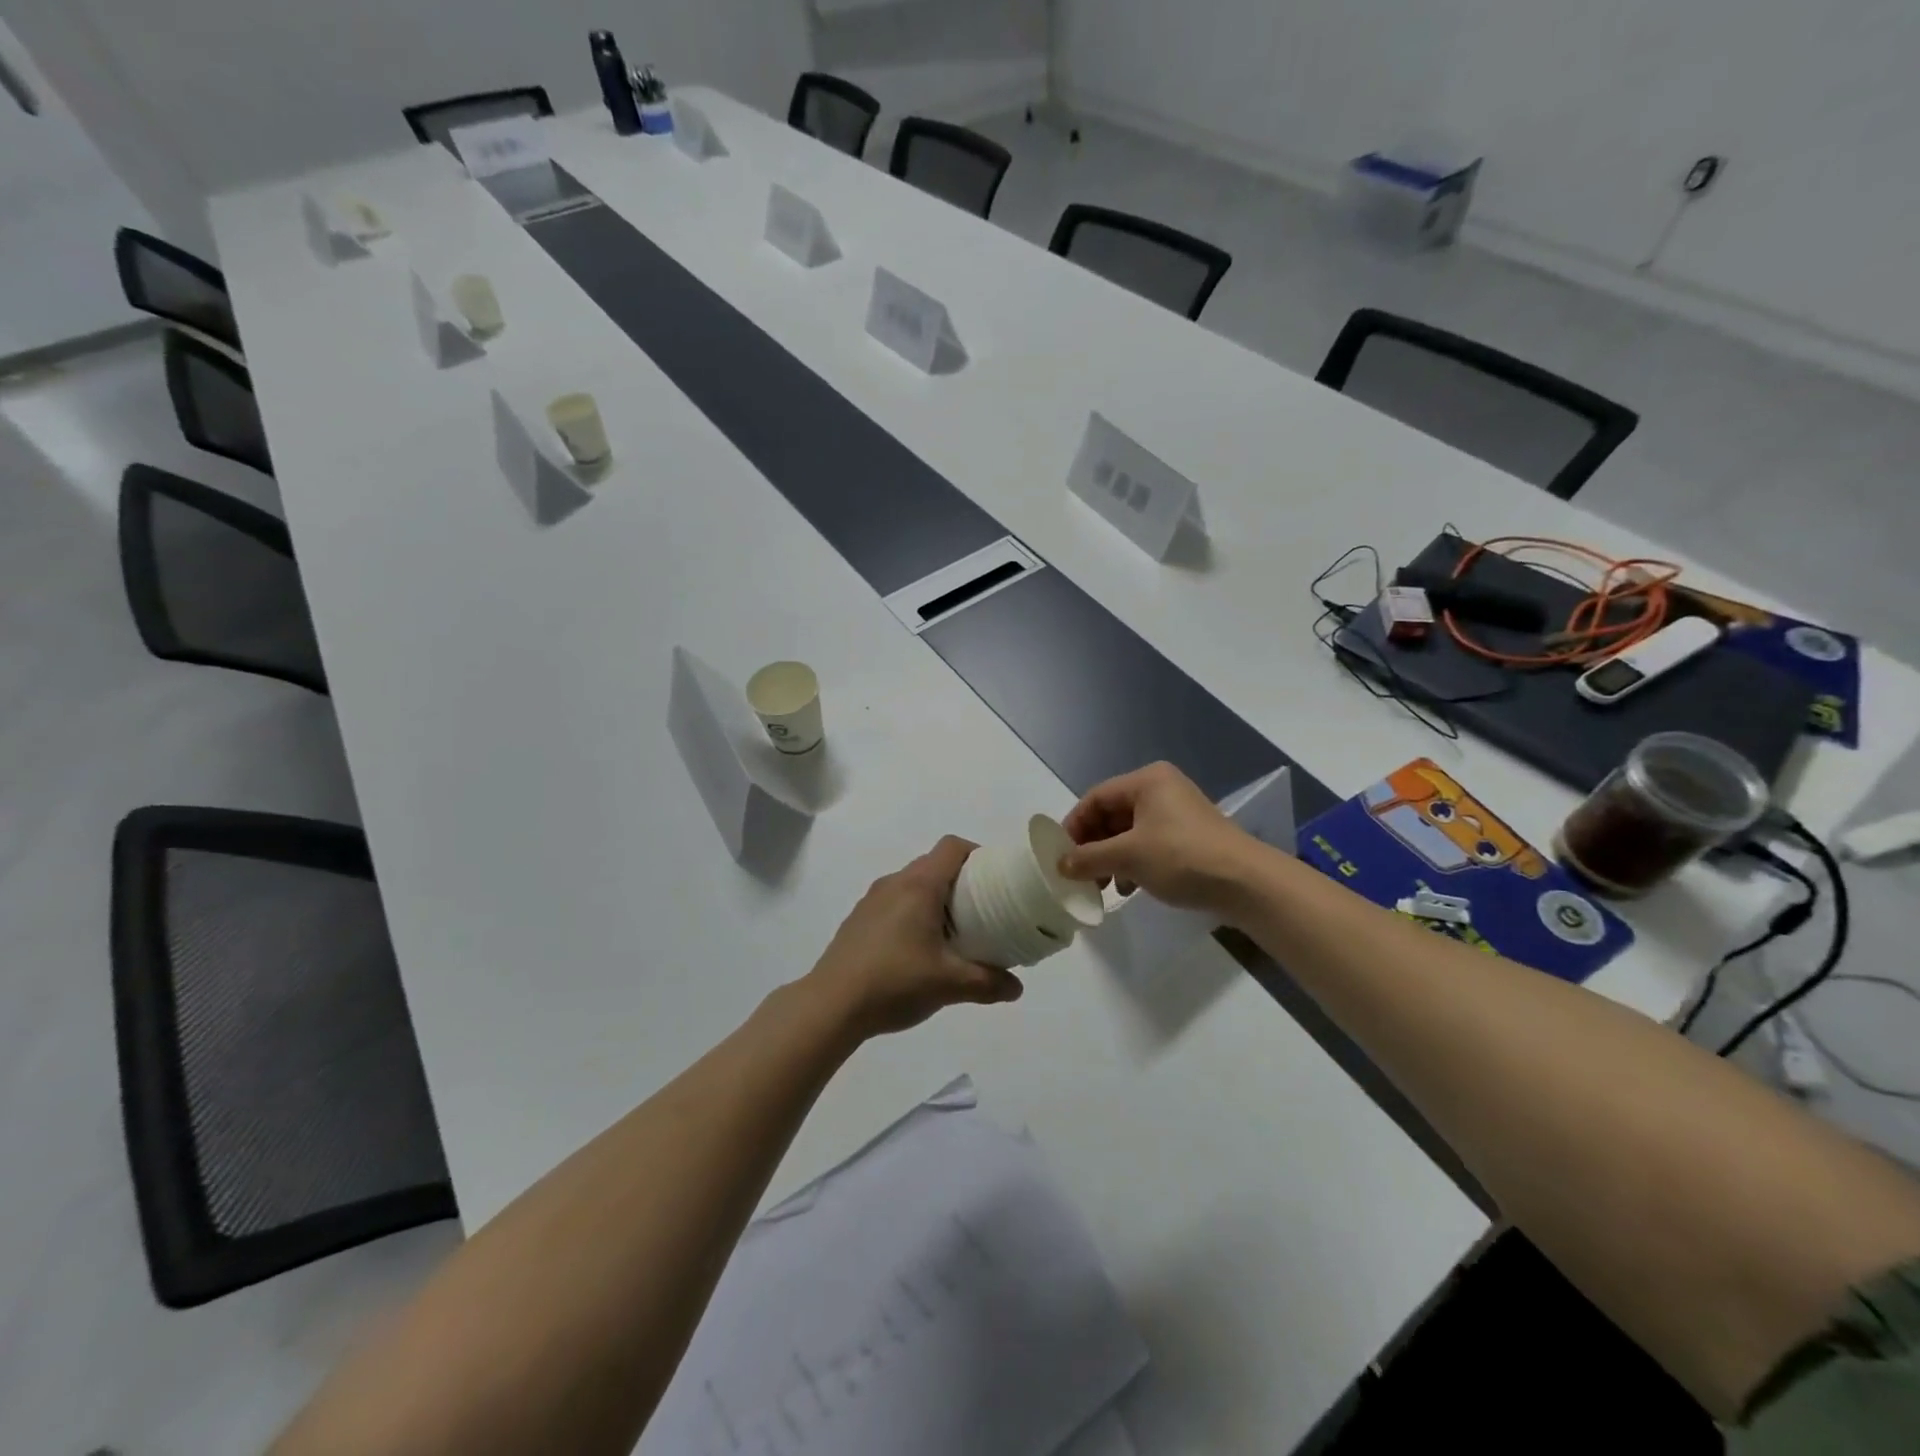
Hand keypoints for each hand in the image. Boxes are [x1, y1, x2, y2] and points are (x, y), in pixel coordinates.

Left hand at [805, 837, 1023, 1039]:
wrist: (831, 1004)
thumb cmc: (894, 982)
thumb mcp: (949, 984)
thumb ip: (988, 983)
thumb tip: (1017, 988)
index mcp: (919, 885)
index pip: (952, 847)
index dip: (978, 854)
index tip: (996, 878)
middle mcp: (894, 883)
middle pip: (934, 864)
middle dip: (961, 880)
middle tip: (983, 910)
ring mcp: (871, 900)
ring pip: (912, 884)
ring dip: (936, 898)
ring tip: (954, 932)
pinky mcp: (858, 920)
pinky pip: (894, 902)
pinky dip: (913, 912)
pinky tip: (918, 949)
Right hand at [1059, 762, 1260, 914]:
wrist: (1245, 882)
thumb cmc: (1181, 857)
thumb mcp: (1128, 857)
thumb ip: (1089, 857)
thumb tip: (1061, 864)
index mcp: (1146, 781)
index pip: (1095, 798)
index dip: (1074, 826)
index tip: (1061, 855)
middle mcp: (1161, 789)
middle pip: (1112, 814)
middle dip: (1093, 845)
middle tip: (1081, 873)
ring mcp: (1177, 812)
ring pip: (1129, 831)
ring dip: (1112, 857)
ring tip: (1105, 886)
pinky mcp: (1189, 835)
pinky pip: (1149, 843)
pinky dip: (1134, 862)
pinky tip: (1130, 887)